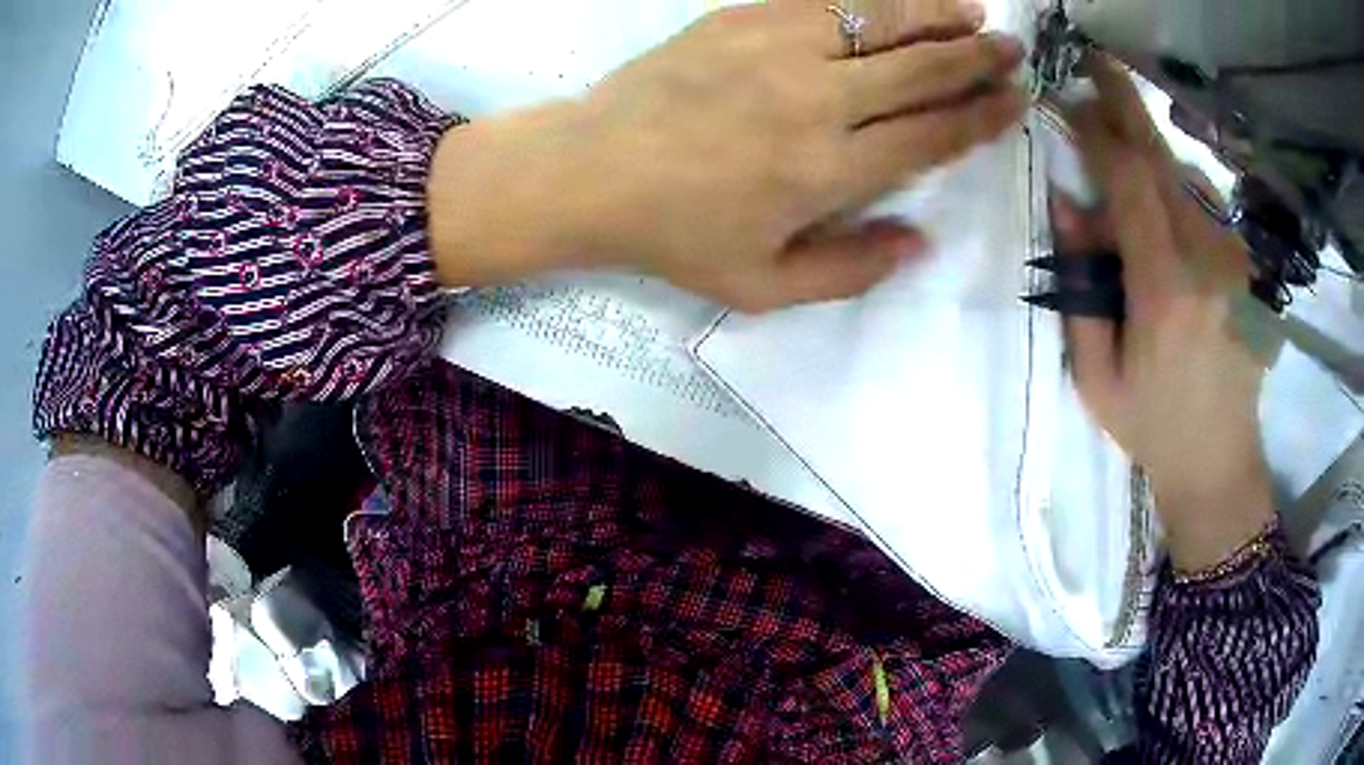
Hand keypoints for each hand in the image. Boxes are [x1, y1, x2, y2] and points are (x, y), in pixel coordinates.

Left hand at [428, 0, 1026, 310]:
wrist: (591, 170)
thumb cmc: (674, 234)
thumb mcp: (762, 286)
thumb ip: (849, 271)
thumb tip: (920, 242)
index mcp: (829, 171)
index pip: (932, 135)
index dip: (982, 116)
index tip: (1015, 100)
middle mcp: (818, 101)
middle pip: (921, 71)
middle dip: (977, 58)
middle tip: (1013, 49)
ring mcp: (779, 48)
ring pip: (881, 21)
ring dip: (936, 15)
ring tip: (974, 12)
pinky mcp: (743, 18)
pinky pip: (825, 0)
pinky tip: (898, 0)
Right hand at [1054, 55, 1272, 570]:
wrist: (1219, 462)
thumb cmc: (1152, 427)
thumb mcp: (1097, 372)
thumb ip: (1081, 285)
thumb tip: (1068, 204)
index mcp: (1165, 291)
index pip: (1129, 182)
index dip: (1095, 134)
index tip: (1064, 106)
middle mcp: (1206, 262)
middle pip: (1163, 160)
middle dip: (1126, 105)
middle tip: (1095, 62)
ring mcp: (1231, 262)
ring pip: (1184, 177)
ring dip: (1148, 147)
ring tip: (1118, 135)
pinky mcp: (1242, 268)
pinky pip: (1202, 206)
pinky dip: (1173, 184)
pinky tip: (1156, 197)